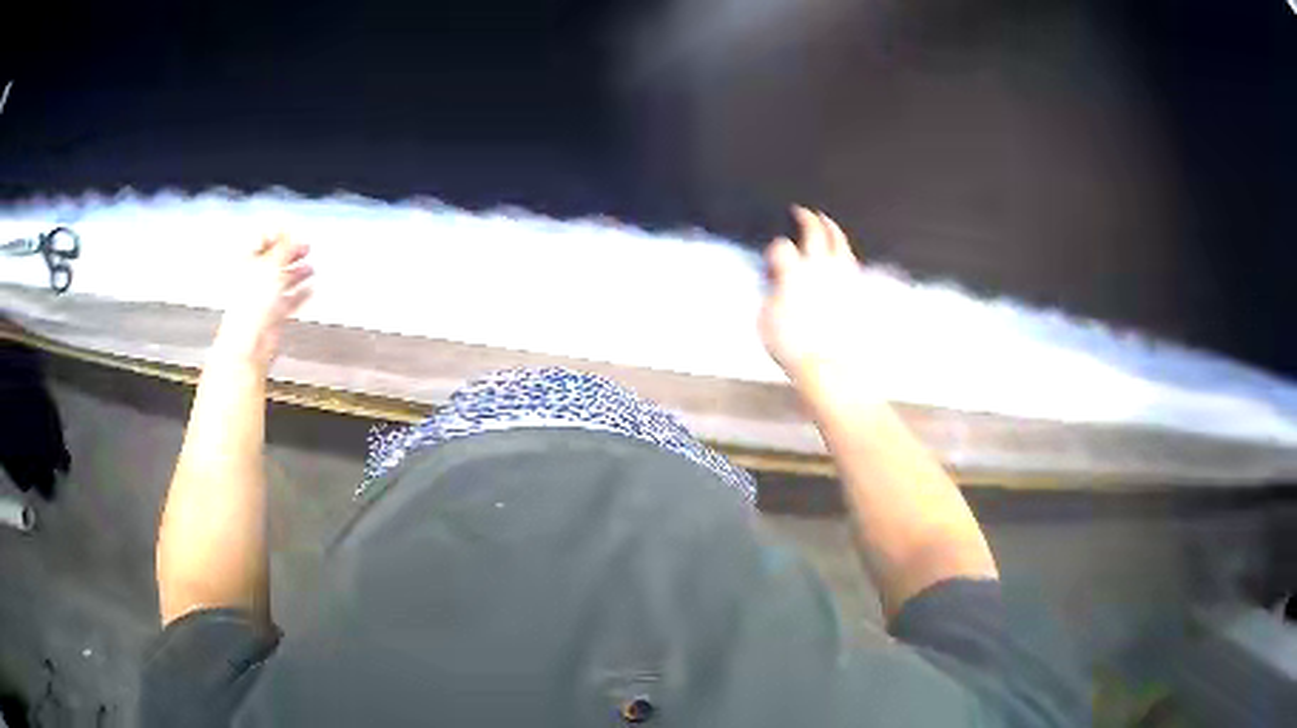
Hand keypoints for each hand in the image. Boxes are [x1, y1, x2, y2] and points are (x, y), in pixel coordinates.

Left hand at [213, 235, 313, 367]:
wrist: (251, 342)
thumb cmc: (253, 302)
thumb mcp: (271, 265)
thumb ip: (284, 247)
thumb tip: (291, 232)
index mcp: (246, 261)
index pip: (261, 239)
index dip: (278, 234)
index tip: (293, 231)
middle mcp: (253, 277)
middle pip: (274, 260)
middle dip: (290, 253)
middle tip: (306, 247)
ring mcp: (263, 297)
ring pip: (282, 279)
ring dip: (297, 272)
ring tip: (311, 267)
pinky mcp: (273, 314)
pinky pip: (289, 300)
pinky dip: (300, 293)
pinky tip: (310, 289)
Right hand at [759, 207, 868, 382]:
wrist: (830, 366)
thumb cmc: (793, 347)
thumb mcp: (766, 320)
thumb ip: (770, 294)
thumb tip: (775, 283)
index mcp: (793, 273)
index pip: (781, 246)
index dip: (775, 249)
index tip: (773, 256)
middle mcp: (819, 267)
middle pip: (814, 232)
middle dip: (806, 218)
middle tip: (801, 211)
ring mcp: (842, 276)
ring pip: (839, 242)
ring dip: (831, 227)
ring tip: (826, 221)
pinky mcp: (857, 289)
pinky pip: (852, 261)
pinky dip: (845, 251)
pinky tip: (843, 252)